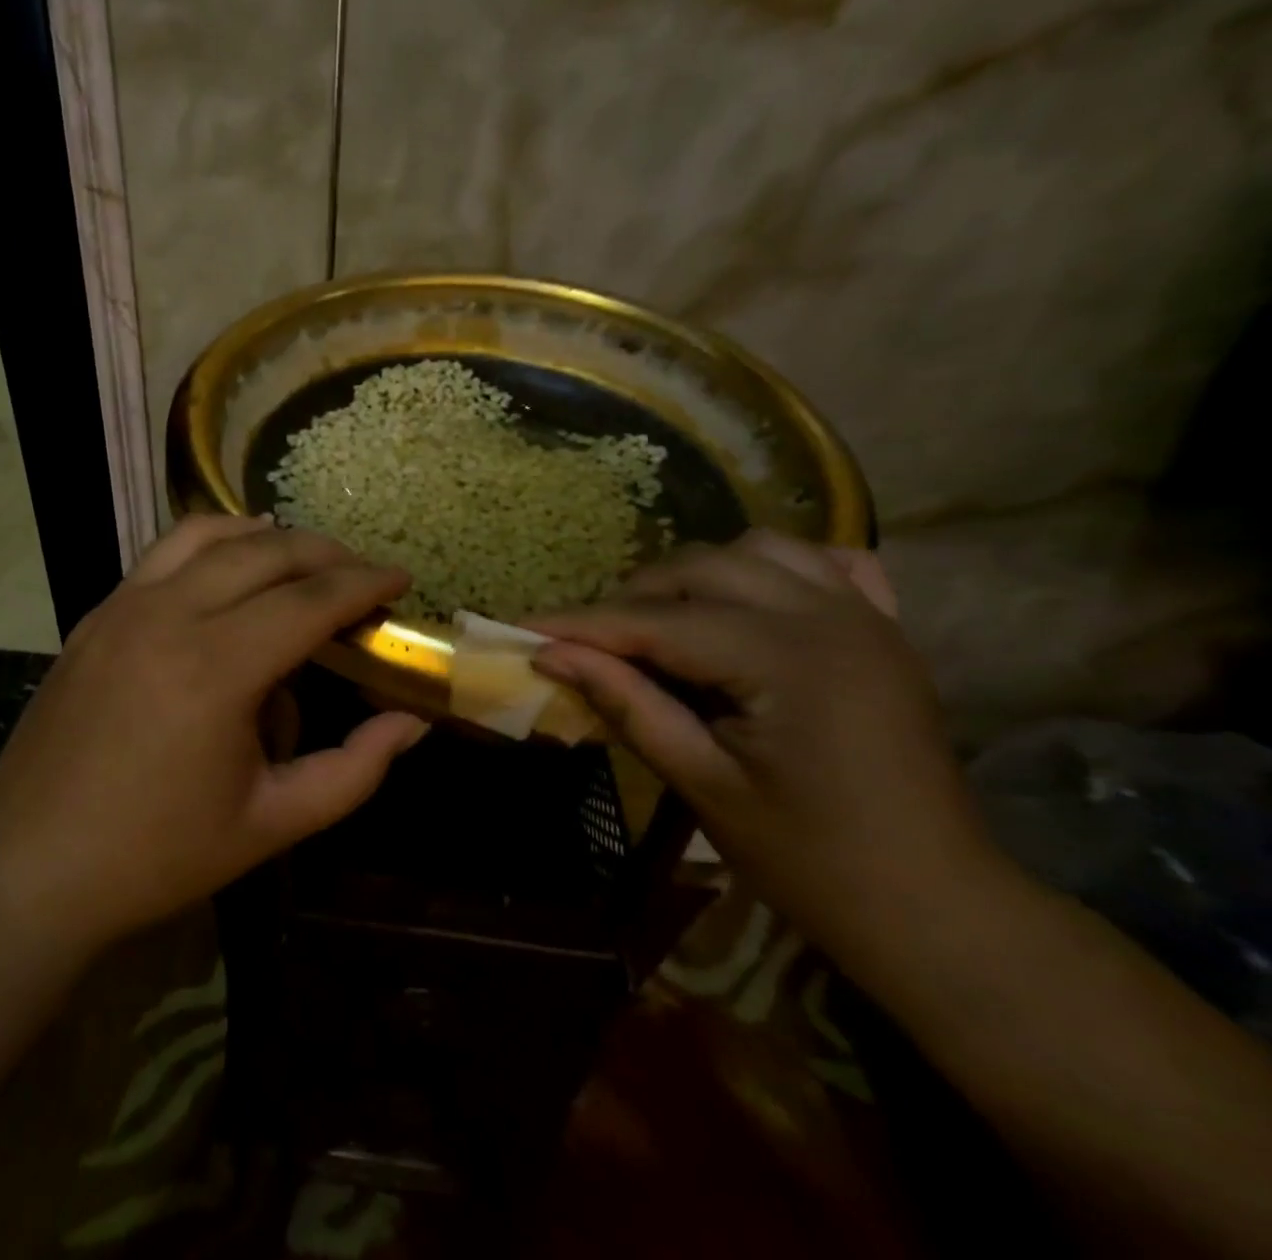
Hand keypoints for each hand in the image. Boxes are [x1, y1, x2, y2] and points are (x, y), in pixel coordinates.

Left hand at [0, 516, 426, 948]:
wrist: (34, 868)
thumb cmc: (159, 854)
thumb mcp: (273, 822)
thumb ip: (354, 769)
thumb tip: (411, 722)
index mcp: (216, 669)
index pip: (310, 601)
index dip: (364, 584)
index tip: (401, 578)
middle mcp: (168, 616)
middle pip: (265, 553)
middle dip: (325, 554)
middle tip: (360, 574)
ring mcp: (122, 608)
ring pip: (208, 535)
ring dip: (266, 537)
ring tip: (301, 560)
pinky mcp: (95, 616)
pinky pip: (163, 555)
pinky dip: (210, 546)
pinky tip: (228, 572)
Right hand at [528, 530, 998, 963]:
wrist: (937, 910)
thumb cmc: (814, 862)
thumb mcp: (704, 784)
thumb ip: (627, 704)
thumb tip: (551, 655)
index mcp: (787, 659)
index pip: (658, 621)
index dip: (582, 624)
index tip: (522, 628)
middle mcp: (828, 616)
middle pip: (702, 569)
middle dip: (633, 598)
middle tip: (587, 643)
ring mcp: (864, 616)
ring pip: (757, 550)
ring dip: (696, 576)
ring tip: (661, 622)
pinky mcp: (882, 630)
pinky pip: (822, 565)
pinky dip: (771, 570)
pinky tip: (748, 603)